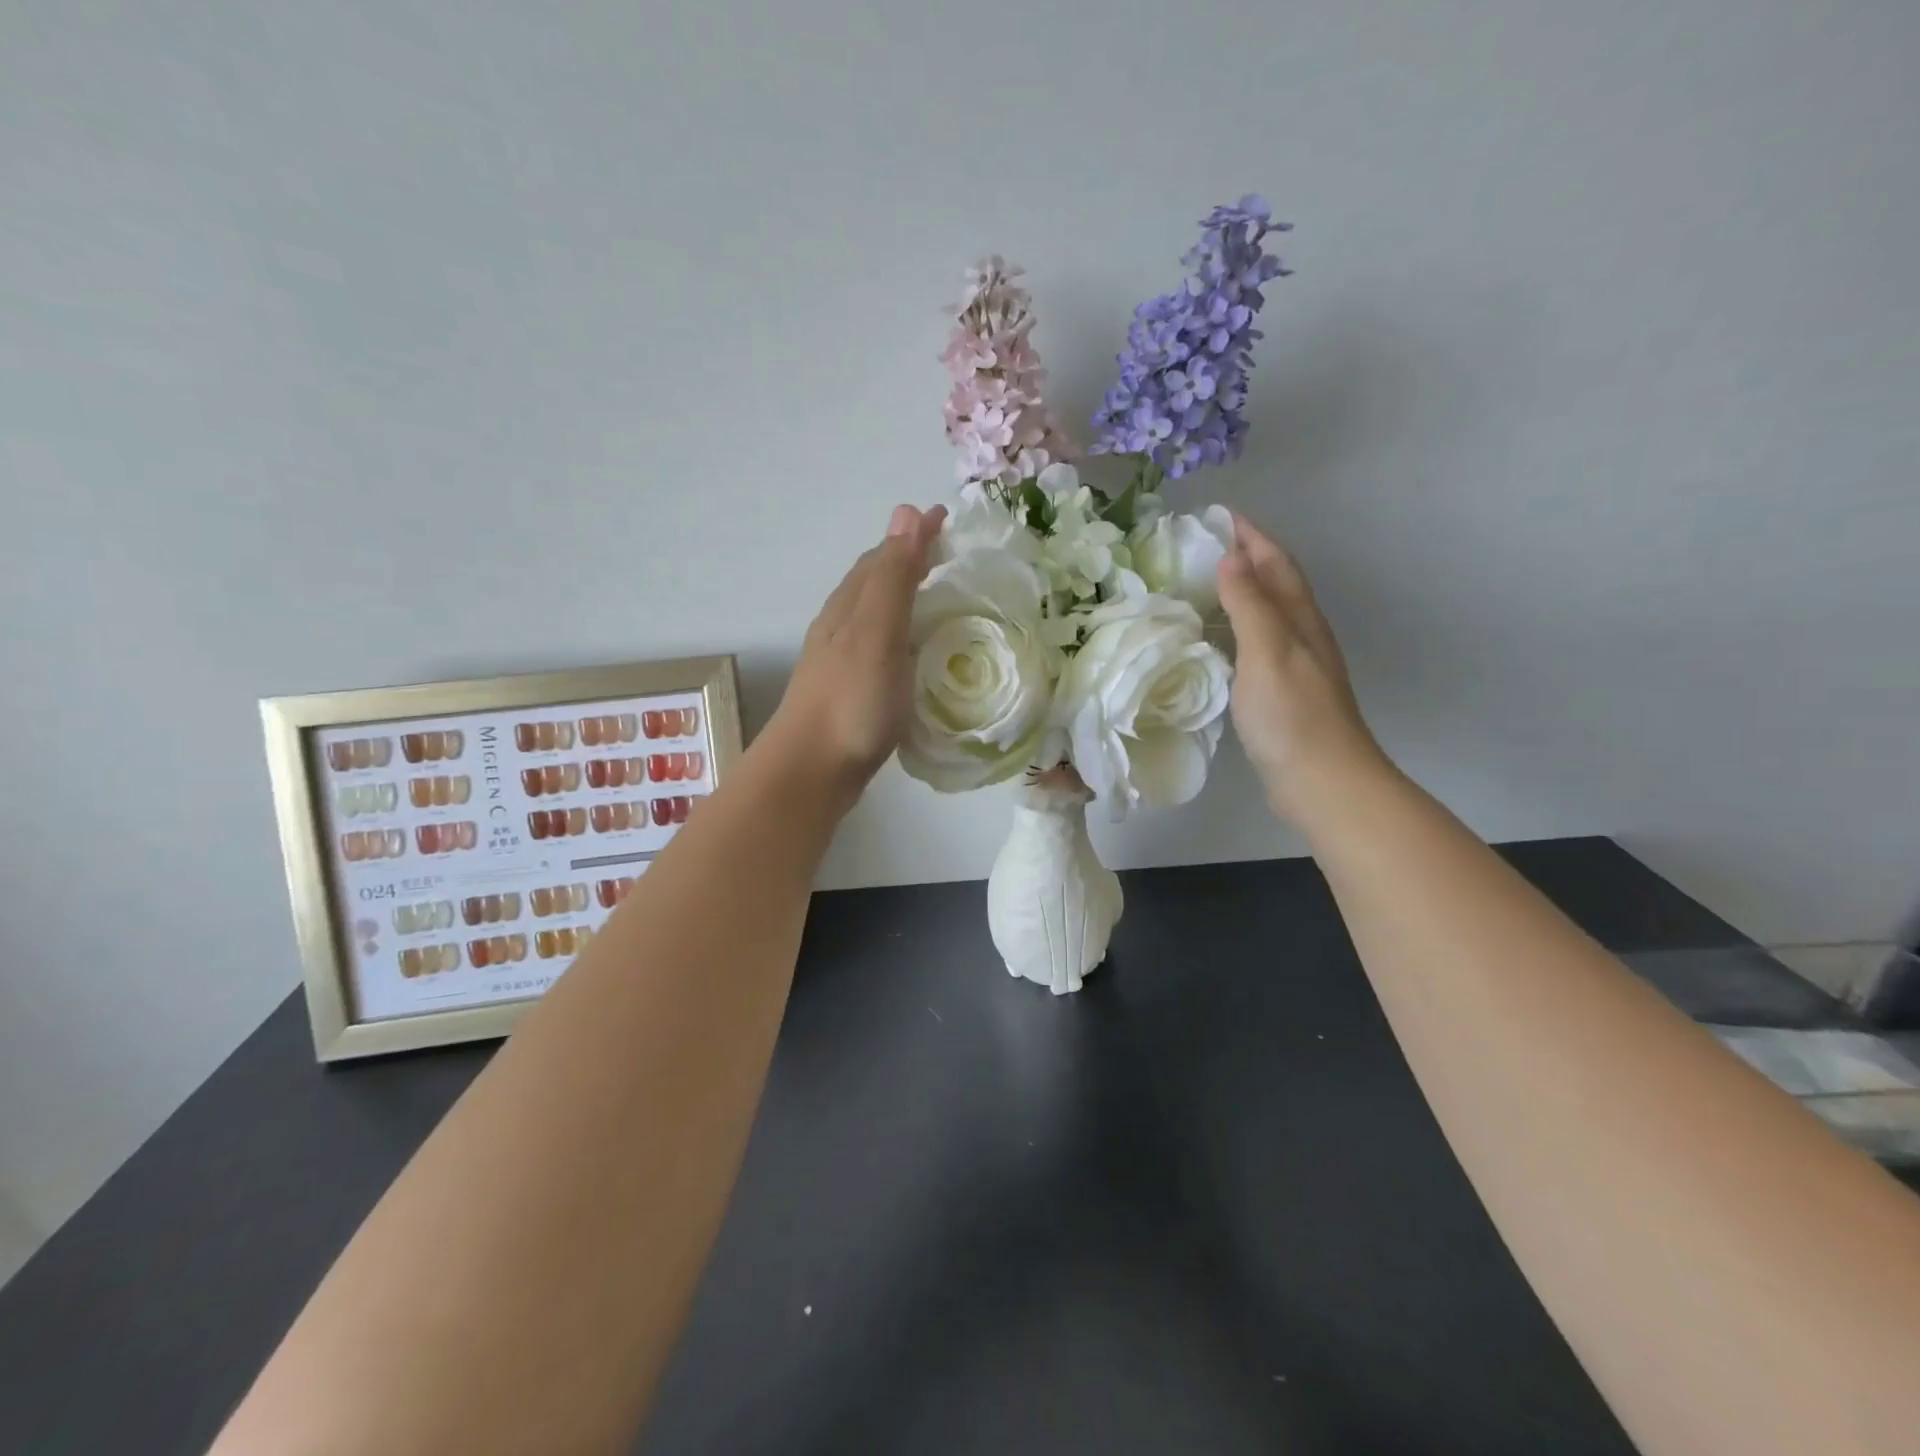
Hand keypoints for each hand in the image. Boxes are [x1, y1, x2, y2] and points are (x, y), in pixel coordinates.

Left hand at [763, 503, 946, 803]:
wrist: (811, 771)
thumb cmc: (850, 701)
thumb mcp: (877, 632)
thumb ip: (893, 578)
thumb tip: (906, 510)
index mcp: (849, 607)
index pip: (882, 557)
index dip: (911, 536)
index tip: (944, 518)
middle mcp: (840, 627)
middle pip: (873, 582)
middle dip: (906, 560)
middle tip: (944, 554)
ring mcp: (841, 662)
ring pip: (873, 615)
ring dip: (901, 597)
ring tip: (933, 596)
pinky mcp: (849, 692)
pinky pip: (879, 646)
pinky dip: (899, 634)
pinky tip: (910, 653)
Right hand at [1216, 512, 1388, 825]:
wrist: (1322, 780)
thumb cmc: (1292, 714)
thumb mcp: (1267, 651)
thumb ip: (1250, 604)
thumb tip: (1232, 556)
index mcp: (1300, 619)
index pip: (1276, 563)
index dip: (1251, 535)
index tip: (1219, 514)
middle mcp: (1302, 634)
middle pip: (1277, 582)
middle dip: (1247, 556)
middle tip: (1206, 544)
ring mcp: (1295, 664)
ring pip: (1269, 612)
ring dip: (1243, 590)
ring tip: (1206, 582)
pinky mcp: (1283, 691)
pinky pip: (1258, 642)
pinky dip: (1238, 626)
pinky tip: (1219, 639)